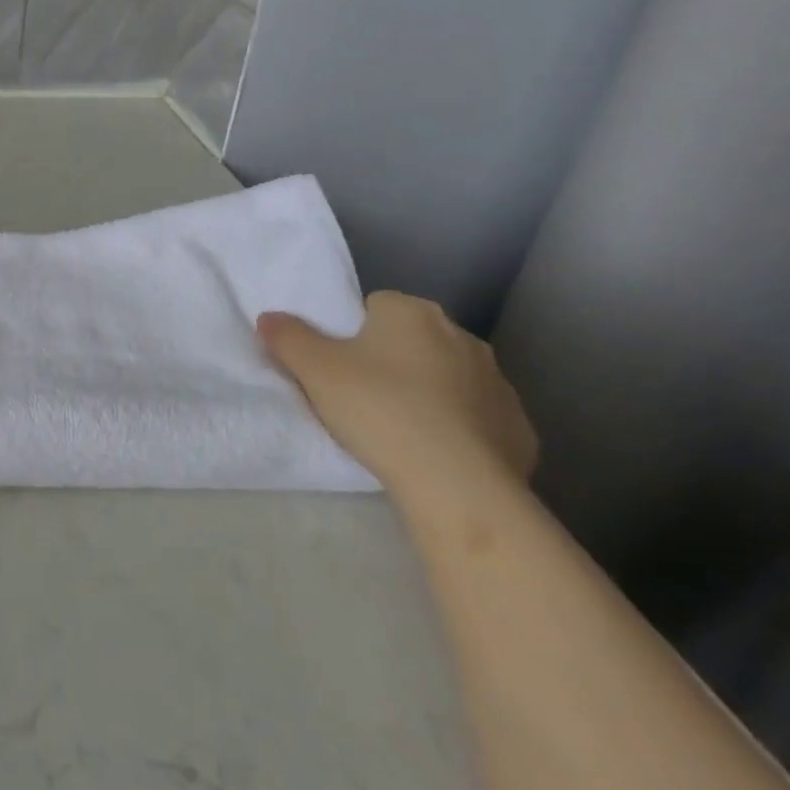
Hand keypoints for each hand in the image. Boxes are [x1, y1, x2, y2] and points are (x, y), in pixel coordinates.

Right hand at [257, 291, 536, 506]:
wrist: (458, 484)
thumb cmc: (378, 408)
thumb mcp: (312, 368)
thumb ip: (287, 336)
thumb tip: (271, 318)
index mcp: (412, 312)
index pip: (374, 305)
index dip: (349, 332)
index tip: (336, 363)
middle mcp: (461, 336)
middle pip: (411, 339)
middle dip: (388, 359)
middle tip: (358, 394)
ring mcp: (497, 383)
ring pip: (446, 378)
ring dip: (425, 392)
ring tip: (394, 427)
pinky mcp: (518, 428)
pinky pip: (475, 418)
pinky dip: (456, 428)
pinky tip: (433, 453)